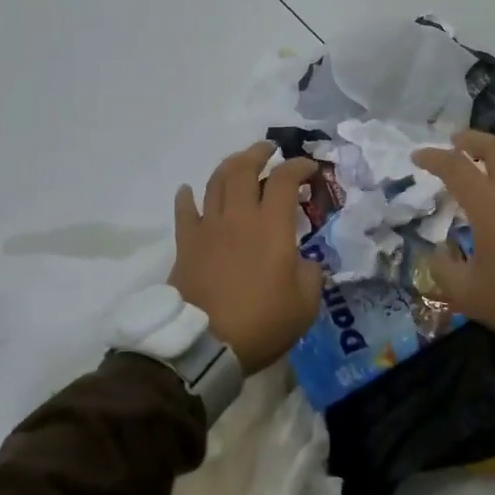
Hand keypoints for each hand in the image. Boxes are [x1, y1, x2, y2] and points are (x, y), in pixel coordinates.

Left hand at [170, 141, 323, 373]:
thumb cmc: (261, 322)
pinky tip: (188, 190)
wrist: (204, 345)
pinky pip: (184, 211)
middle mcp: (238, 217)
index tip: (310, 168)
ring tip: (238, 163)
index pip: (284, 179)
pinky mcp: (186, 244)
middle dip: (258, 152)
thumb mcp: (305, 303)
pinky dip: (186, 196)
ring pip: (215, 182)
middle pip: (243, 169)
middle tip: (269, 149)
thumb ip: (310, 274)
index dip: (299, 166)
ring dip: (229, 166)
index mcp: (271, 226)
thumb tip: (302, 262)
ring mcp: (208, 228)